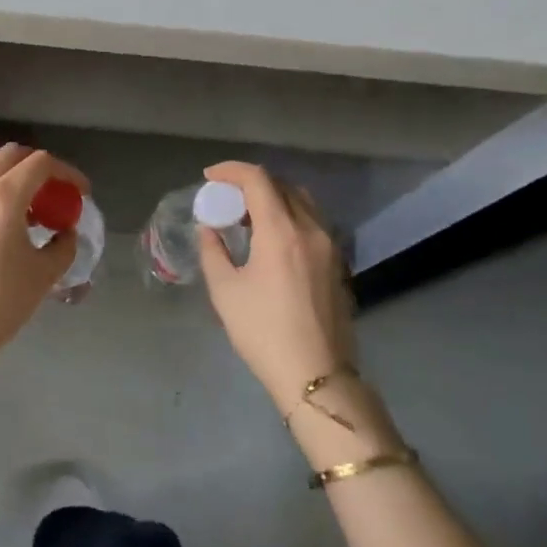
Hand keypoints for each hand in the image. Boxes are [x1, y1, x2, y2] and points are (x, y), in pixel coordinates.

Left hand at [0, 144, 88, 382]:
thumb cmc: (1, 301)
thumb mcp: (44, 274)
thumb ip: (63, 245)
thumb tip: (65, 231)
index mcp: (4, 195)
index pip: (40, 163)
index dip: (67, 172)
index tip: (81, 192)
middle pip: (10, 155)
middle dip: (38, 166)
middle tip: (56, 192)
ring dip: (11, 174)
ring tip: (29, 205)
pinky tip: (4, 221)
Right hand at [196, 162, 356, 411]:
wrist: (316, 375)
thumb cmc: (263, 331)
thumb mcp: (225, 291)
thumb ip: (213, 251)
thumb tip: (209, 229)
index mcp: (282, 231)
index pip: (258, 180)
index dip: (231, 171)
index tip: (209, 177)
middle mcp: (311, 229)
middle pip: (282, 186)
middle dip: (251, 184)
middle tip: (226, 199)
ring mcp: (330, 246)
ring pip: (302, 202)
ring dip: (273, 198)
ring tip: (248, 218)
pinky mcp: (338, 264)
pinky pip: (313, 223)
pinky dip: (290, 216)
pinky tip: (272, 240)